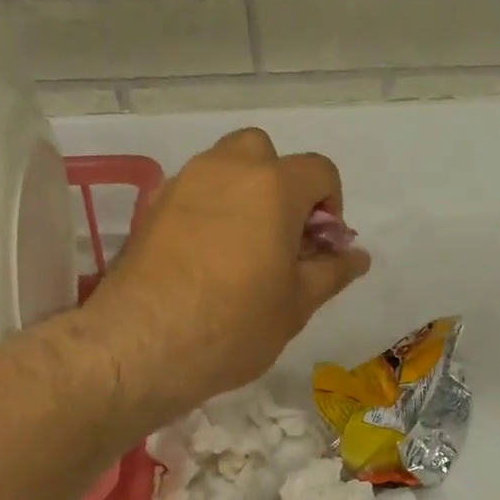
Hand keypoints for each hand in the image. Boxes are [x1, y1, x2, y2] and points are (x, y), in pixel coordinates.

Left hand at [84, 128, 370, 416]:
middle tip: (282, 238)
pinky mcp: (151, 208)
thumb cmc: (235, 324)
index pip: (320, 170)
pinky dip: (209, 210)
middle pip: (265, 154)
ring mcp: (182, 184)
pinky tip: (207, 259)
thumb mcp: (298, 304)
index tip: (320, 248)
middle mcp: (226, 169)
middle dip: (282, 186)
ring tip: (243, 251)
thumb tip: (357, 255)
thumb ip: (332, 270)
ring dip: (244, 195)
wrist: (142, 345)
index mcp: (273, 186)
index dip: (331, 206)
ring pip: (224, 169)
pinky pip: (193, 193)